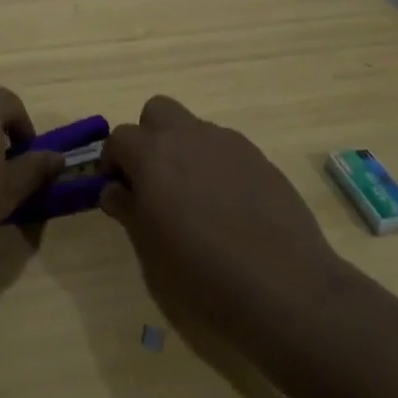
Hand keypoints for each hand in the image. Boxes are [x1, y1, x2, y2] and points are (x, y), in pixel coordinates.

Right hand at [100, 96, 342, 329]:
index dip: (114, 161)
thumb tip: (114, 190)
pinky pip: (225, 148)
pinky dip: (216, 165)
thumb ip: (128, 210)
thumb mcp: (150, 250)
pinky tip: (228, 206)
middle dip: (149, 137)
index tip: (120, 190)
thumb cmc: (202, 274)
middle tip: (153, 179)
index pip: (120, 137)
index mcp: (153, 155)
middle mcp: (188, 136)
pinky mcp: (259, 157)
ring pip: (194, 128)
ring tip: (195, 198)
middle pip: (157, 111)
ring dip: (184, 150)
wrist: (284, 286)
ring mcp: (228, 143)